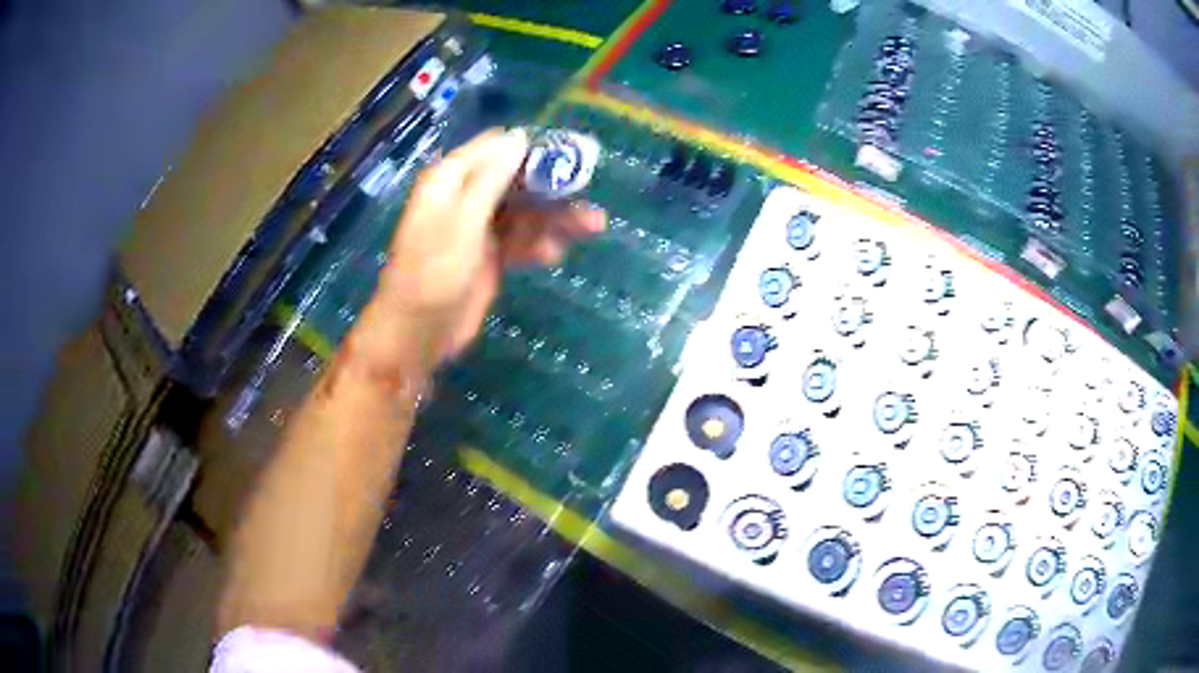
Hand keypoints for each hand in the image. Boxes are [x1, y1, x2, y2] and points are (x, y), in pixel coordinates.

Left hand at [373, 128, 605, 360]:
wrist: (418, 333)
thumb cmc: (433, 272)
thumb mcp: (462, 220)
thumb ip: (490, 178)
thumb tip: (519, 137)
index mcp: (451, 179)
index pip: (496, 148)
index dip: (531, 148)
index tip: (569, 153)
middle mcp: (466, 197)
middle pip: (517, 180)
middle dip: (552, 187)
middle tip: (588, 193)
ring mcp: (479, 228)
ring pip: (525, 212)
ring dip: (555, 219)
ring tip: (592, 226)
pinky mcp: (490, 256)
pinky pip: (521, 241)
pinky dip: (538, 245)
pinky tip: (555, 254)